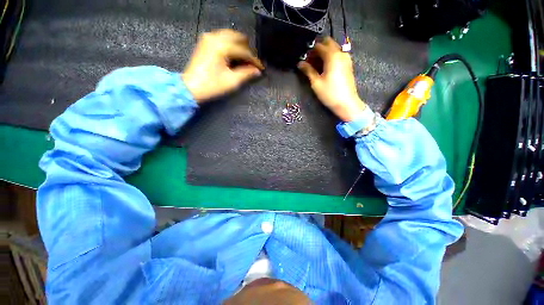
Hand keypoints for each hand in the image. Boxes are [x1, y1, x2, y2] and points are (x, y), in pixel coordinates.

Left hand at [183, 29, 263, 102]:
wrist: (191, 87)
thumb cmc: (212, 86)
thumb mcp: (232, 81)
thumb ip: (246, 73)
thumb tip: (257, 71)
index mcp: (222, 47)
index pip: (244, 51)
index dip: (254, 60)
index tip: (261, 68)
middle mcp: (215, 37)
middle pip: (238, 38)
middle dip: (247, 50)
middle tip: (252, 63)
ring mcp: (209, 38)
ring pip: (230, 36)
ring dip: (240, 46)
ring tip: (245, 60)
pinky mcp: (205, 42)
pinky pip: (223, 38)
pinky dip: (231, 45)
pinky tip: (234, 55)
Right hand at [297, 37, 367, 121]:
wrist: (346, 103)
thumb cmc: (330, 93)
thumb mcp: (316, 83)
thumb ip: (308, 70)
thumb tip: (300, 63)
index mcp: (332, 56)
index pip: (319, 46)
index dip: (310, 51)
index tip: (304, 59)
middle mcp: (341, 53)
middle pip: (328, 43)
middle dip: (318, 49)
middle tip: (310, 60)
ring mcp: (346, 58)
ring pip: (333, 49)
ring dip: (324, 53)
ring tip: (316, 66)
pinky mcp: (348, 65)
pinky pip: (338, 55)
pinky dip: (330, 58)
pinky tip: (324, 68)